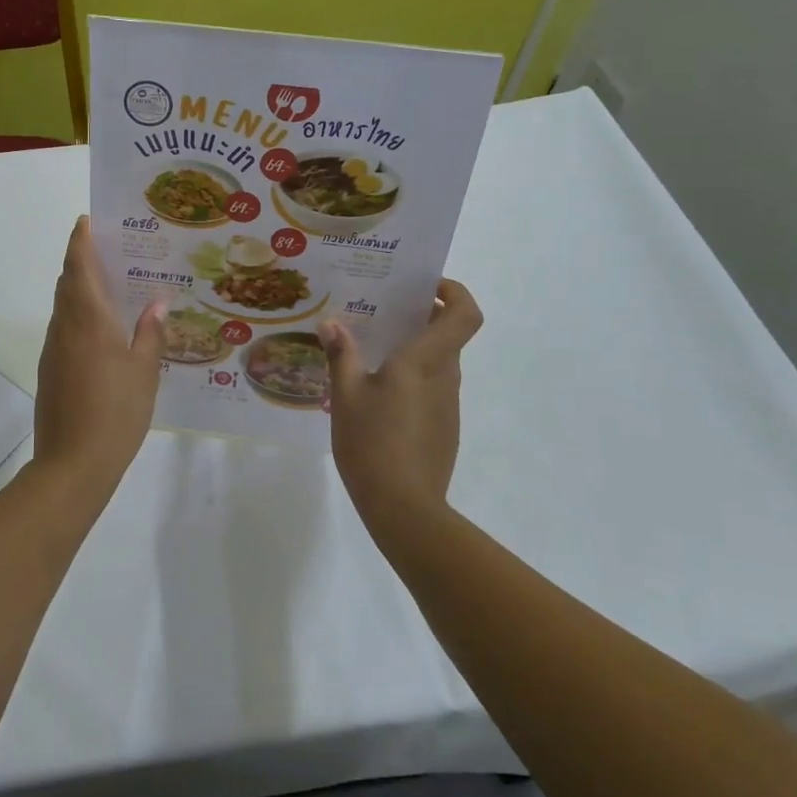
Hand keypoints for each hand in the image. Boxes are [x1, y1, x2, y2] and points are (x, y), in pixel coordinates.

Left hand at [34, 216, 165, 491]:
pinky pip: (64, 329)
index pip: (78, 266)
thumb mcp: (144, 372)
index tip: (87, 221)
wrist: (72, 464)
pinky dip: (79, 316)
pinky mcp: (50, 371)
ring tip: (112, 287)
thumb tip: (157, 303)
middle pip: (67, 283)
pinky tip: (103, 331)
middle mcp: (65, 327)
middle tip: (111, 251)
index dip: (80, 241)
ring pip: (64, 307)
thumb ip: (150, 333)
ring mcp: (53, 350)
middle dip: (82, 261)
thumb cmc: (116, 412)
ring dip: (80, 289)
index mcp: (88, 319)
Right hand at [320, 280, 483, 533]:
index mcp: (425, 361)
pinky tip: (378, 396)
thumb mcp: (345, 396)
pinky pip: (432, 389)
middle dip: (422, 317)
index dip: (455, 292)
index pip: (465, 314)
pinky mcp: (444, 429)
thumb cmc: (373, 443)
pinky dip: (413, 379)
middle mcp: (445, 377)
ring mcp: (448, 405)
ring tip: (371, 353)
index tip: (426, 287)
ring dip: (415, 350)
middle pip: (449, 335)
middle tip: (383, 312)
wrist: (404, 509)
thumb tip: (331, 324)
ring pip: (439, 363)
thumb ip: (341, 355)